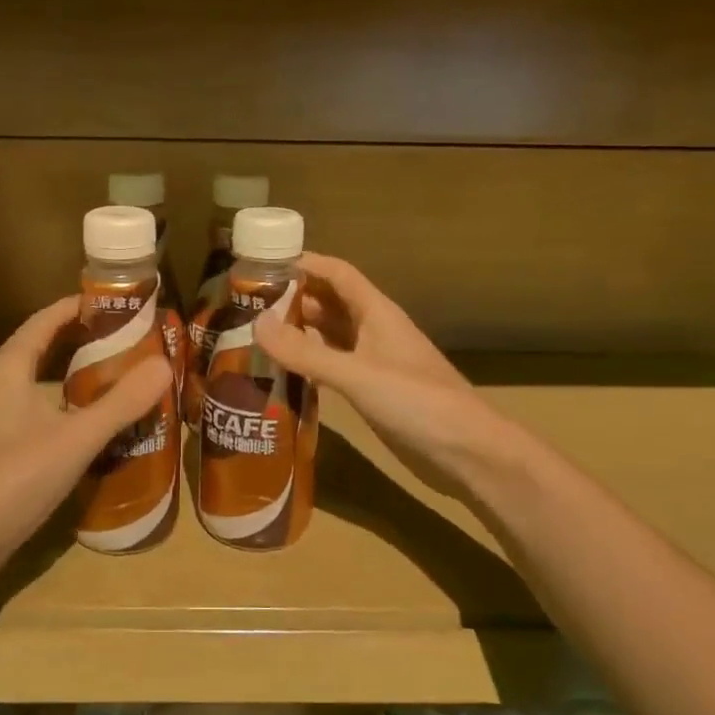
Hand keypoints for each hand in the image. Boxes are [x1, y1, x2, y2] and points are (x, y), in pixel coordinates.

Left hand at [0, 296, 175, 548]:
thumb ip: (122, 402)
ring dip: (71, 372)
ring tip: (115, 373)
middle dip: (81, 338)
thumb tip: (164, 364)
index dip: (78, 306)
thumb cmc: (15, 478)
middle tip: (126, 337)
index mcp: (8, 366)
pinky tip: (86, 420)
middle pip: (41, 346)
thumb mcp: (76, 438)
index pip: (46, 319)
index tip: (116, 301)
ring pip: (36, 379)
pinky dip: (61, 401)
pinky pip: (33, 406)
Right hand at [253, 254, 503, 498]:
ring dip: (299, 330)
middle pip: (329, 302)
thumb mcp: (357, 375)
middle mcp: (374, 330)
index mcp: (376, 312)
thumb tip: (256, 324)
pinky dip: (310, 362)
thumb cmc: (417, 402)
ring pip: (330, 334)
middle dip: (293, 298)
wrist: (467, 452)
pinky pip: (334, 365)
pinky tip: (283, 371)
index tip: (262, 265)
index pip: (337, 273)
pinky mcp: (373, 390)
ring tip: (255, 334)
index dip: (303, 263)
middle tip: (246, 305)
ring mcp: (374, 361)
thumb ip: (306, 353)